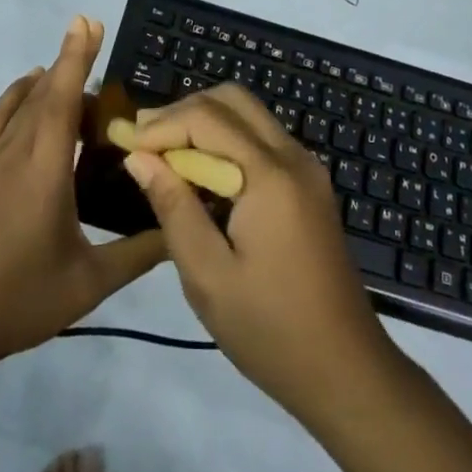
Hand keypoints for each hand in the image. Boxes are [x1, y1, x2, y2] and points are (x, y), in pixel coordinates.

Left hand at [0, 17, 166, 364]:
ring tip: (58, 70)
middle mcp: (13, 152)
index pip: (64, 98)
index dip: (77, 57)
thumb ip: (137, 254)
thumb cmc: (17, 300)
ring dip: (41, 82)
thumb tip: (179, 231)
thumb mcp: (87, 284)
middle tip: (88, 35)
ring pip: (16, 105)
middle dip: (67, 62)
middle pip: (43, 93)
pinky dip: (12, 103)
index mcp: (45, 168)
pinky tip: (21, 105)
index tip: (88, 22)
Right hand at [123, 84, 394, 419]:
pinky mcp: (309, 184)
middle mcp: (293, 156)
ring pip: (249, 114)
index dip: (162, 124)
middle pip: (232, 100)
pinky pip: (262, 139)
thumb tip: (138, 157)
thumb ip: (173, 207)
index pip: (207, 117)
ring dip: (205, 122)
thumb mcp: (208, 276)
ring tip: (164, 155)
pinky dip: (227, 140)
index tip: (124, 143)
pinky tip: (201, 173)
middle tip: (144, 141)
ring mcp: (307, 167)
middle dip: (184, 111)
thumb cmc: (271, 330)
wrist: (347, 371)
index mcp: (270, 175)